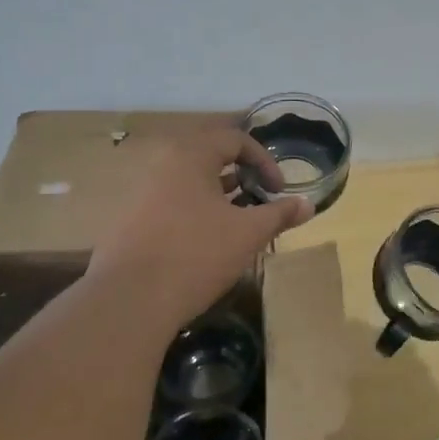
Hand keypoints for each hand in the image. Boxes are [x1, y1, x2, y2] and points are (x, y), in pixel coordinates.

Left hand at [89, 126, 312, 330]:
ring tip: (238, 221)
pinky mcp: (130, 220)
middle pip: (209, 156)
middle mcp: (162, 164)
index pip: (234, 139)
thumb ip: (279, 214)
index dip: (264, 160)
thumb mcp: (248, 233)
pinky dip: (196, 210)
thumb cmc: (196, 255)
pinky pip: (171, 202)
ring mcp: (141, 192)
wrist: (131, 300)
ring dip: (219, 194)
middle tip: (259, 198)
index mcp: (190, 156)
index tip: (278, 190)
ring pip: (189, 181)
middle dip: (241, 175)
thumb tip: (308, 204)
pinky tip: (206, 241)